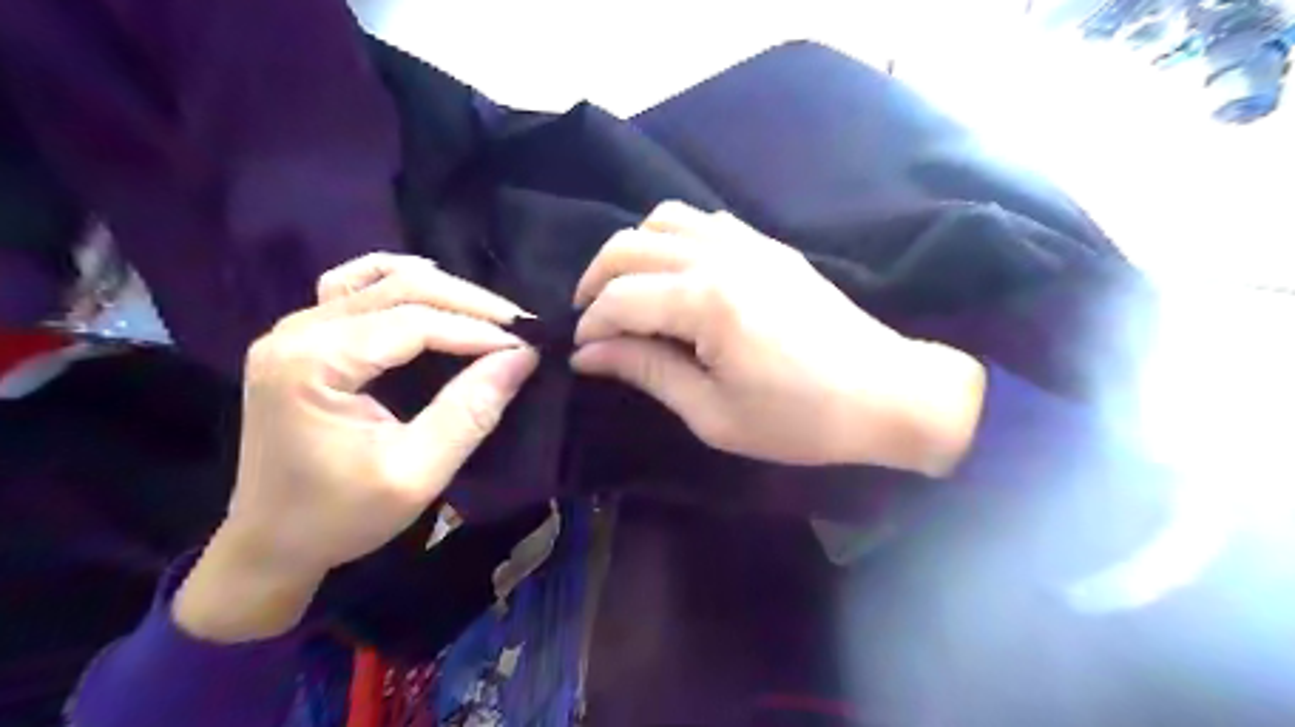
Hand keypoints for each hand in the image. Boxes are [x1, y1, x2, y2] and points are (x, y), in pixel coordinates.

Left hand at [177, 257, 536, 642]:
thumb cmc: (340, 516)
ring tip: (489, 316)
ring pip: (382, 280)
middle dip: (469, 305)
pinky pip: (355, 287)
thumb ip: (470, 411)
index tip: (528, 347)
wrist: (270, 543)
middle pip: (399, 288)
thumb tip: (522, 357)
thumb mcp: (417, 473)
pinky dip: (400, 283)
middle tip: (521, 328)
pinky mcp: (303, 337)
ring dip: (443, 292)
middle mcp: (296, 331)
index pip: (413, 322)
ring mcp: (294, 328)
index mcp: (312, 364)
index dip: (477, 330)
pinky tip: (431, 292)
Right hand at [570, 203, 986, 473]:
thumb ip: (647, 372)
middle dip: (595, 280)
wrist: (886, 393)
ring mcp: (749, 243)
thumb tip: (589, 355)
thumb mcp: (713, 414)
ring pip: (664, 219)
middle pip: (630, 246)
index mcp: (705, 302)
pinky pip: (705, 221)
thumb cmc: (799, 419)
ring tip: (626, 290)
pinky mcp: (769, 245)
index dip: (591, 326)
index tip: (582, 354)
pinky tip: (675, 272)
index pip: (620, 299)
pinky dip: (674, 237)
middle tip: (590, 319)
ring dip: (632, 250)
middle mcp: (720, 257)